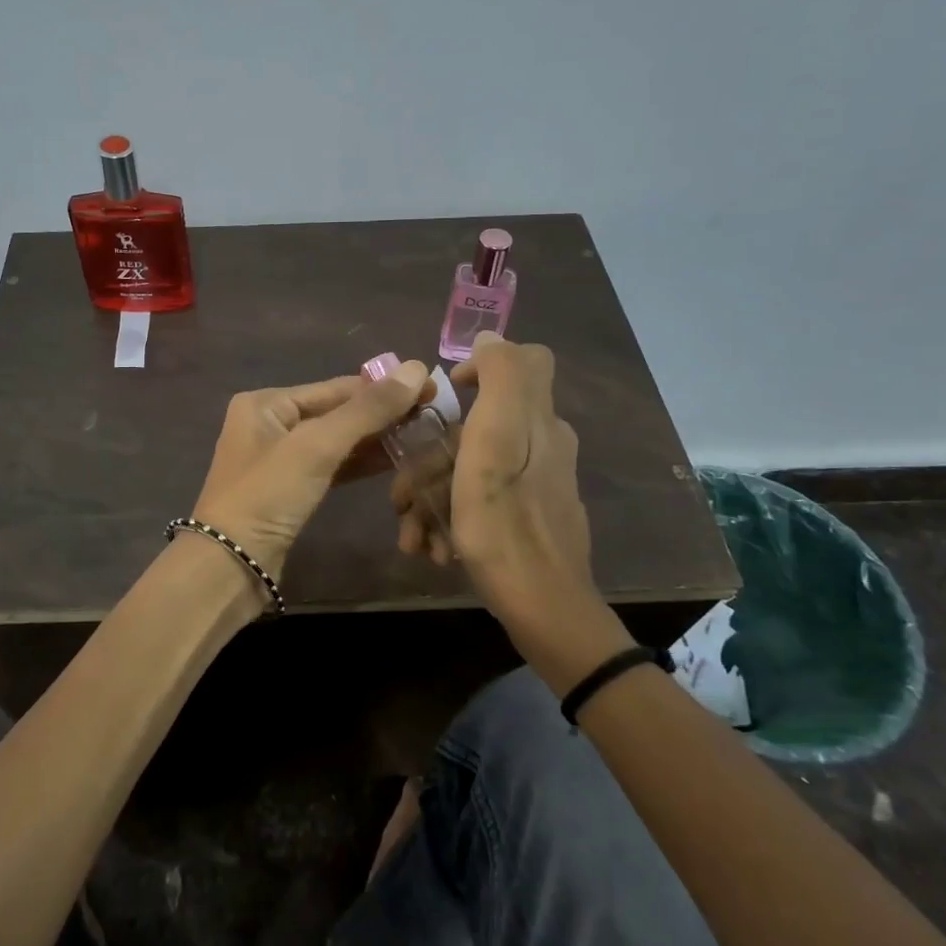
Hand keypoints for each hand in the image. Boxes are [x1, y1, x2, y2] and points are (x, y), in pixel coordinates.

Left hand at [192, 360, 432, 586]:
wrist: (231, 565)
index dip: (384, 387)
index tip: (430, 386)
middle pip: (337, 412)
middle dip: (382, 414)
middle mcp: (270, 423)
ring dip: (376, 439)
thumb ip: (367, 410)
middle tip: (434, 412)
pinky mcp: (291, 490)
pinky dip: (360, 463)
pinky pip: (332, 466)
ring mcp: (280, 459)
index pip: (336, 388)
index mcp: (266, 403)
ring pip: (337, 441)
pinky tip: (395, 461)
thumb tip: (416, 368)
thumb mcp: (317, 447)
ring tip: (423, 434)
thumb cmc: (268, 495)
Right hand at [392, 335, 622, 654]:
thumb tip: (490, 337)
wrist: (543, 608)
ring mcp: (539, 483)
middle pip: (481, 425)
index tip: (445, 399)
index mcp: (536, 420)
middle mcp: (543, 444)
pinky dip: (454, 517)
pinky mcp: (532, 515)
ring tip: (412, 534)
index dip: (481, 366)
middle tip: (401, 497)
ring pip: (474, 468)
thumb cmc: (504, 526)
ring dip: (434, 497)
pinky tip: (435, 549)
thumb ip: (501, 380)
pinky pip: (485, 500)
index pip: (525, 360)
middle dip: (432, 458)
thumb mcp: (492, 445)